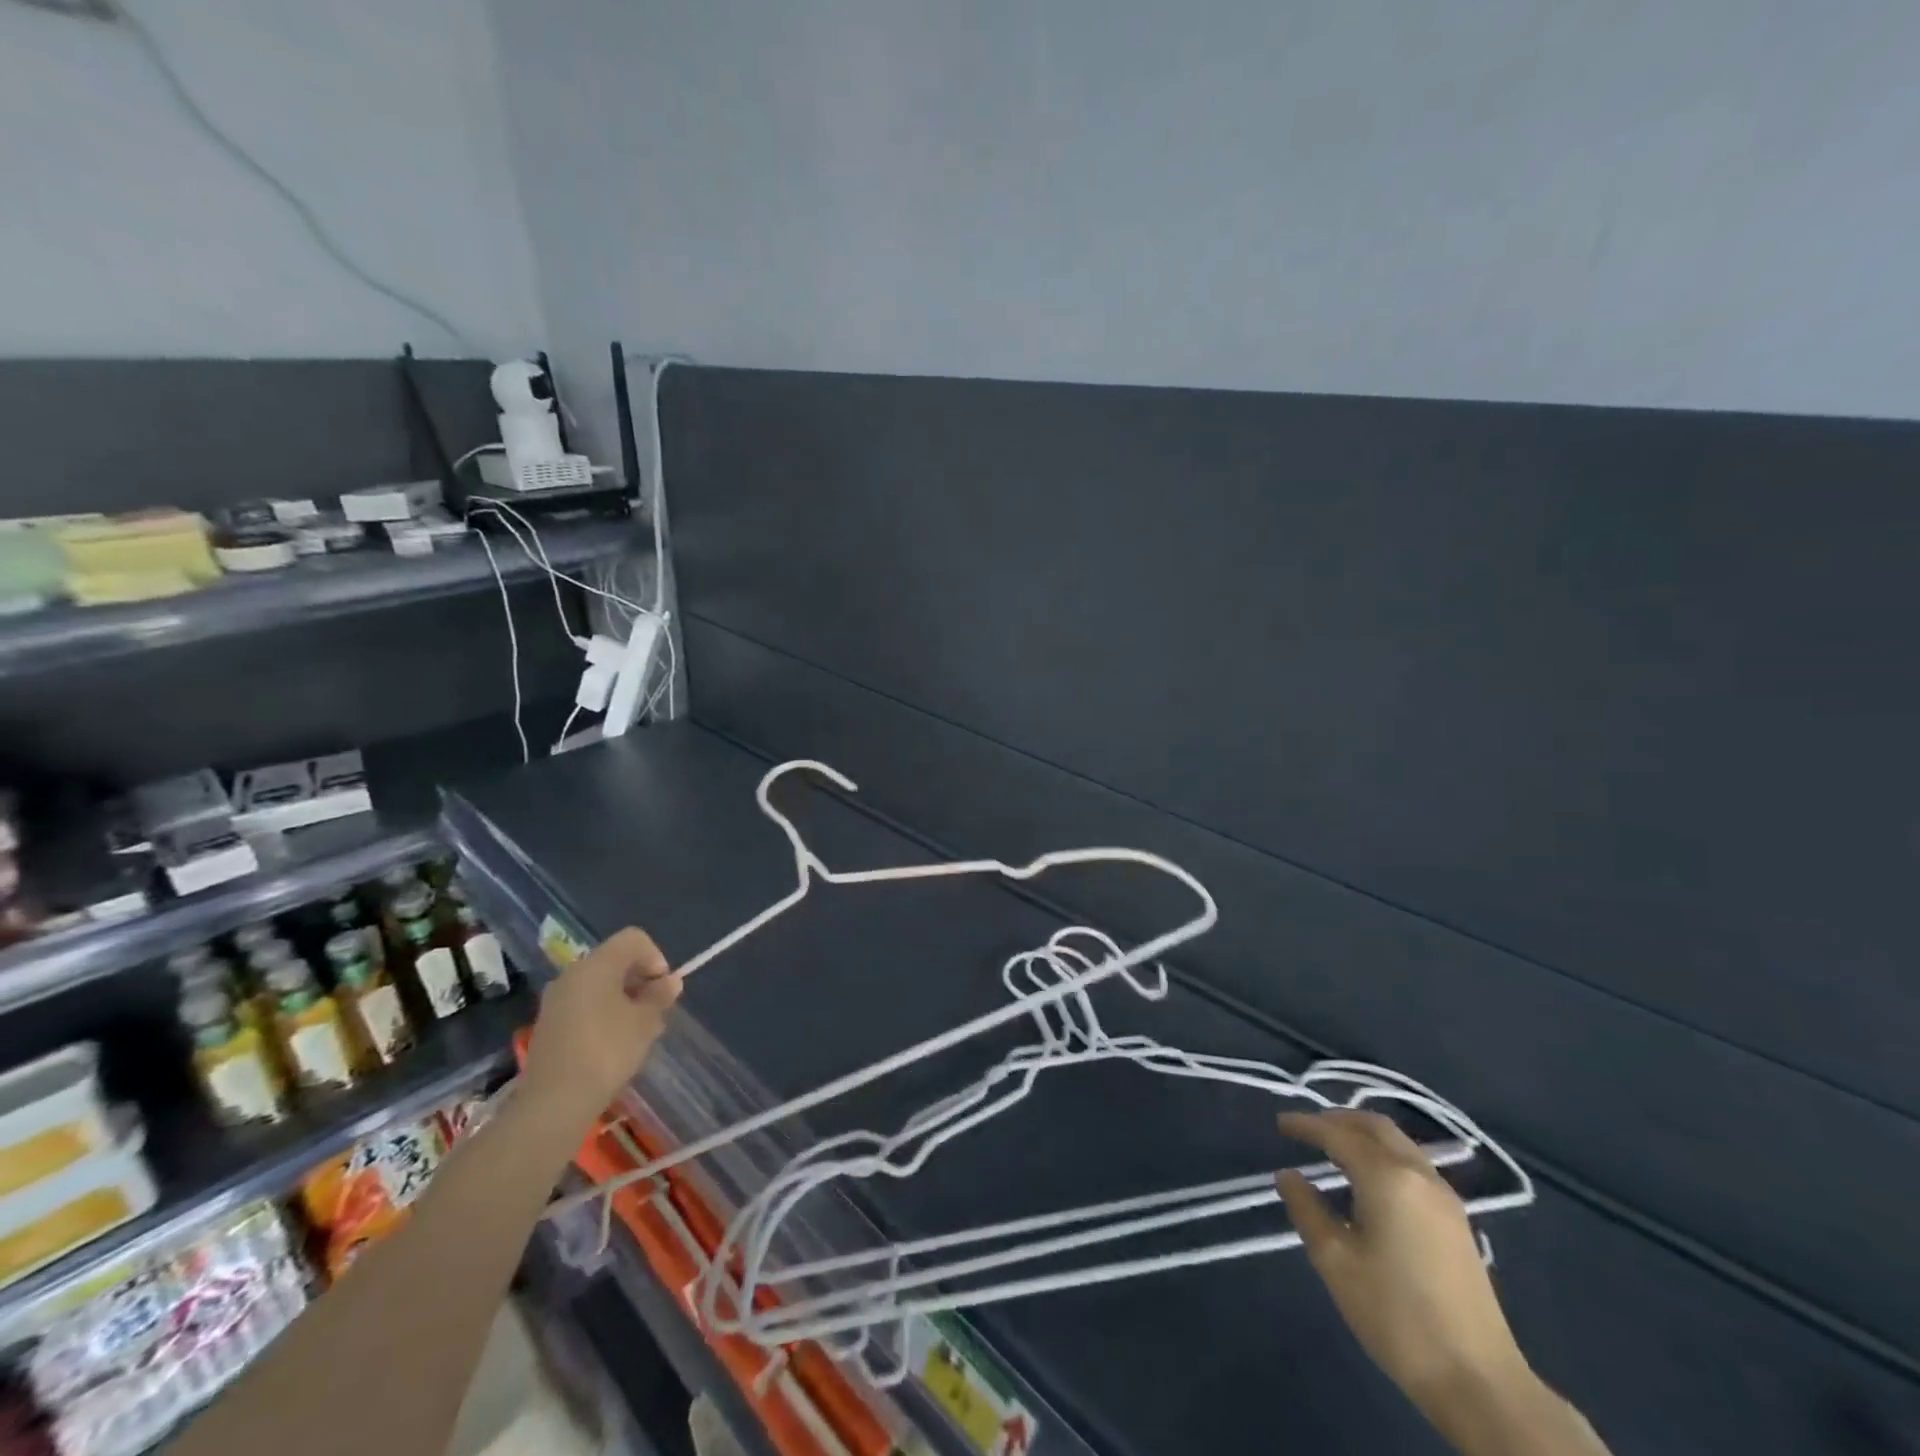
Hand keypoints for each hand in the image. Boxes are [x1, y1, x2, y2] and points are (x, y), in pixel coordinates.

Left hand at [522, 928, 681, 1126]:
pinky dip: (603, 1013)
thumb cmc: (607, 1052)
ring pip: (599, 984)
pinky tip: (612, 1044)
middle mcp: (572, 974)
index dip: (655, 957)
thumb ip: (659, 996)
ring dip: (622, 999)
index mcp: (596, 965)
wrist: (554, 1103)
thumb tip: (670, 981)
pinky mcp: (548, 1025)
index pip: (633, 939)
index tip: (662, 988)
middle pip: (615, 961)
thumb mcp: (645, 1022)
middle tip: (654, 1011)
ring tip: (636, 1031)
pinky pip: (583, 1005)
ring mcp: (556, 1000)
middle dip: (640, 980)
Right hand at [1276, 1110, 1526, 1404]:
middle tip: (1307, 1128)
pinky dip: (1384, 1154)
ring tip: (1334, 1148)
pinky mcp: (1457, 1221)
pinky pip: (1413, 1164)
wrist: (1479, 1381)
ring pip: (1399, 1143)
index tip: (1280, 1124)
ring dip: (1363, 1135)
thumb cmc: (1396, 1316)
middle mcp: (1419, 1174)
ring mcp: (1445, 1197)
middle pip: (1375, 1127)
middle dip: (1338, 1119)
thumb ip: (1307, 1210)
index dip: (1306, 1125)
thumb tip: (1288, 1176)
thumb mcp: (1336, 1262)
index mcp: (1387, 1178)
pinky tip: (1369, 1180)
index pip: (1338, 1134)